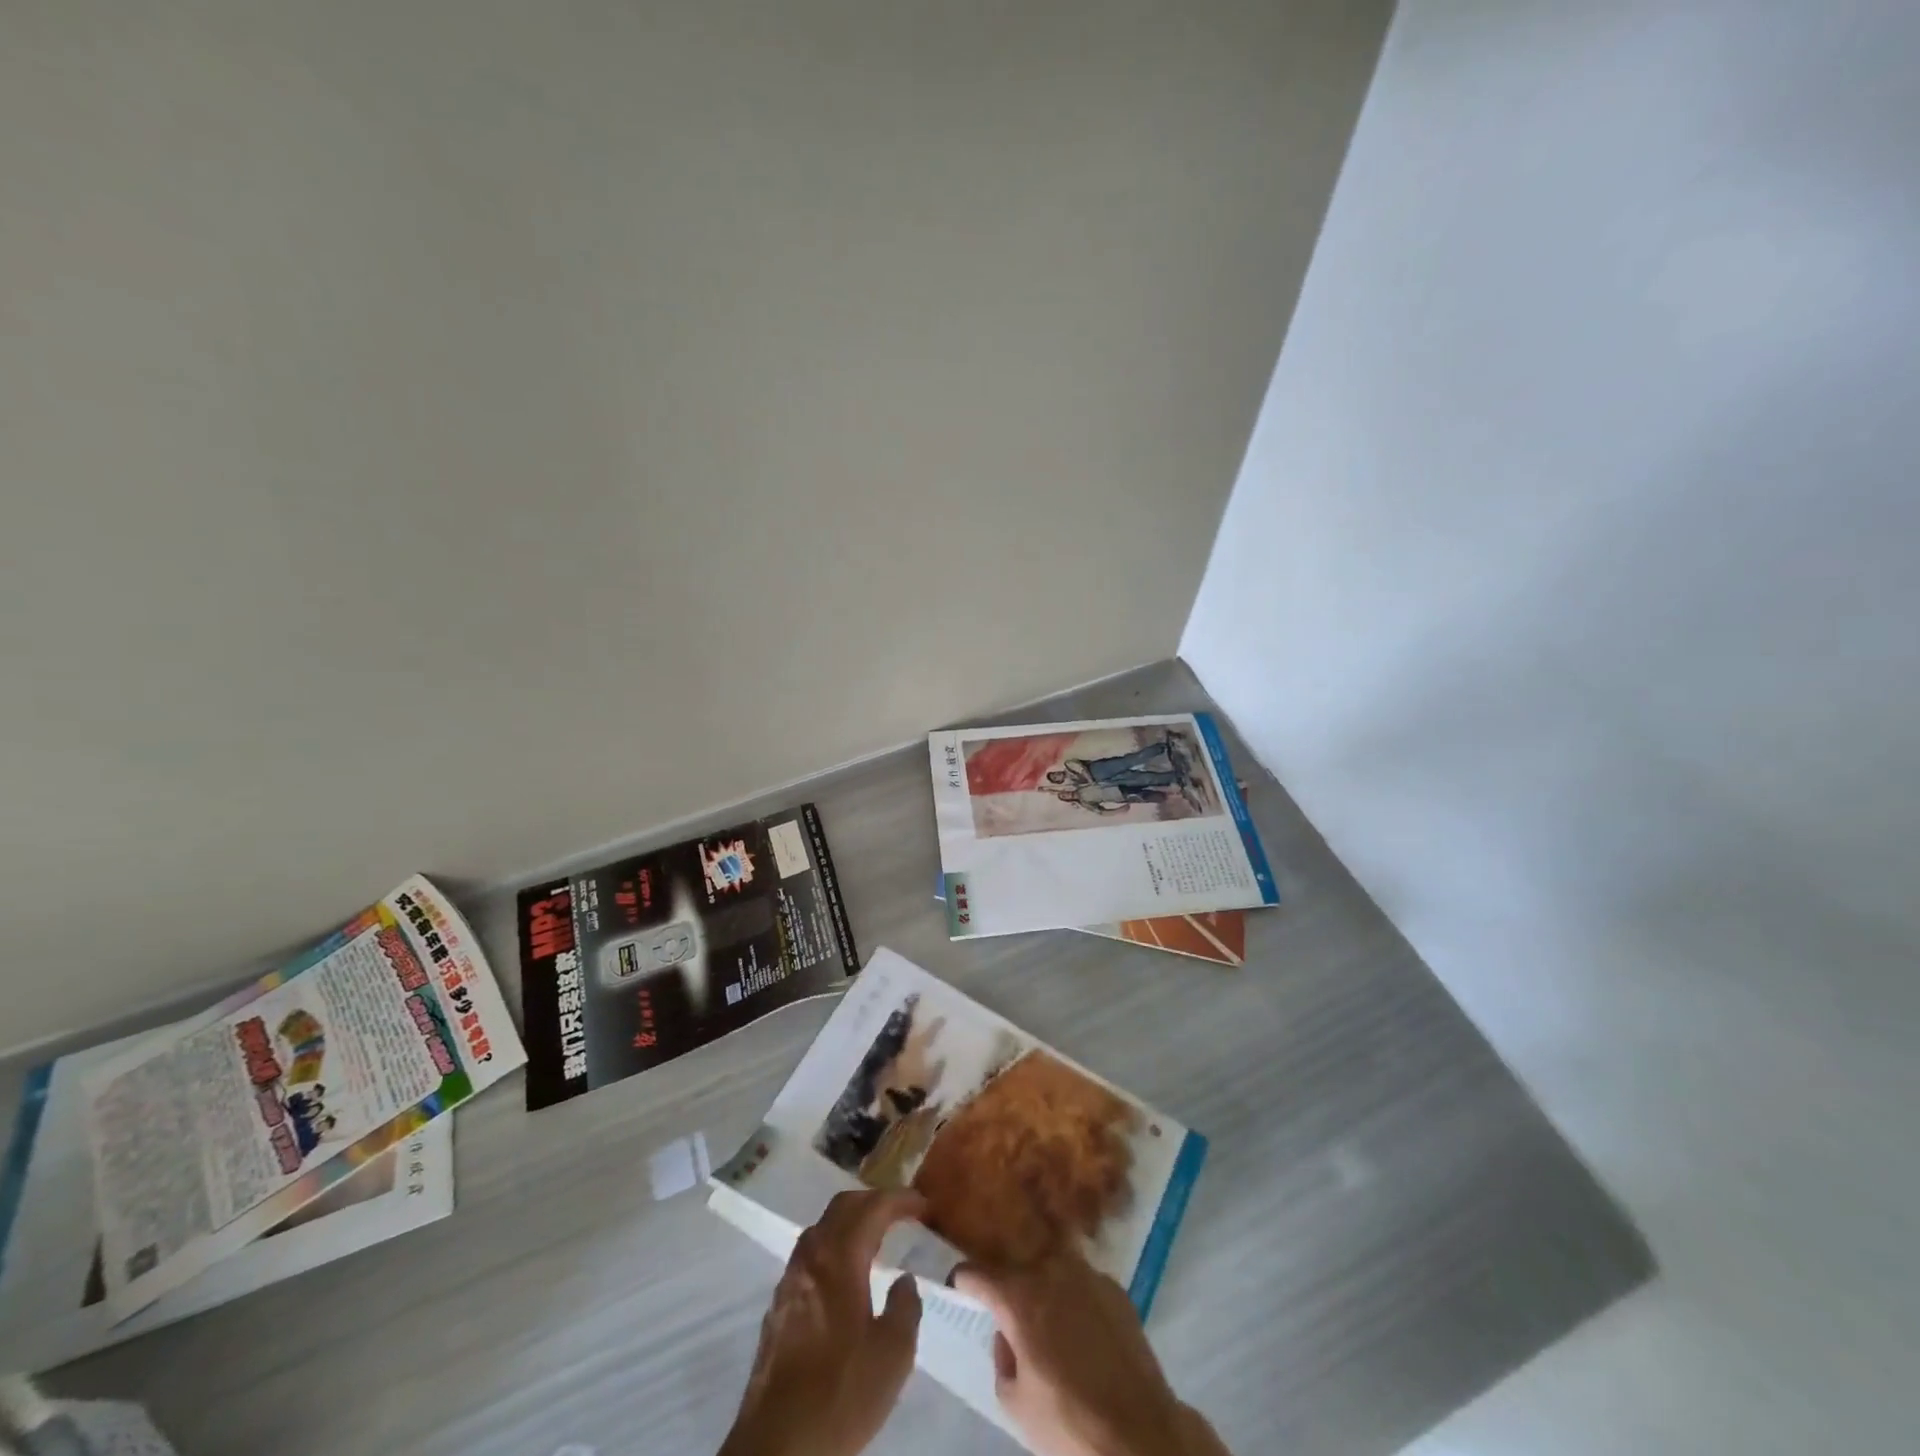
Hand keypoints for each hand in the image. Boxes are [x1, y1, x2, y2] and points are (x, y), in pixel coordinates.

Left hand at [720, 1189, 926, 1455]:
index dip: (900, 1199)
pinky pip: (810, 1255)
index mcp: (839, 1258)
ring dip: (850, 1222)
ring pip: (822, 1228)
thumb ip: (905, 1307)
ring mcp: (789, 1280)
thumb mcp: (892, 1355)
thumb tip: (904, 1280)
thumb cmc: (841, 1393)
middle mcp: (811, 1257)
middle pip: (842, 1207)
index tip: (923, 1204)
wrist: (778, 1446)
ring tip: (875, 1238)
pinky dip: (833, 1247)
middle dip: (873, 1201)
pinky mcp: (778, 1306)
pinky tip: (845, 1275)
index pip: (872, 1207)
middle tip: (901, 1212)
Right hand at [953, 1255, 1229, 1455]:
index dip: (964, 1282)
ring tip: (1050, 1317)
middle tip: (1010, 1311)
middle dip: (1009, 1284)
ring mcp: (1086, 1273)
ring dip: (1045, 1286)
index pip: (975, 1273)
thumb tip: (1007, 1335)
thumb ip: (1001, 1358)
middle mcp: (1050, 1269)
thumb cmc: (1068, 1420)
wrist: (1138, 1431)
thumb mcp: (1015, 1402)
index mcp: (1018, 1296)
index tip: (960, 1289)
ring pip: (1053, 1269)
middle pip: (1017, 1265)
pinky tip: (1084, 1329)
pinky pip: (1084, 1284)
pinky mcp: (1115, 1287)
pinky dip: (1077, 1298)